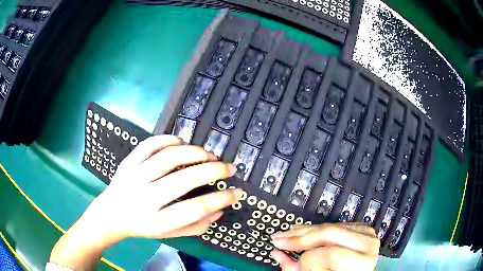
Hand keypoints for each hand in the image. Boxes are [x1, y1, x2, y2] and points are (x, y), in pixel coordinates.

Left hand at [50, 135, 241, 268]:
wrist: (111, 214)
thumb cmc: (142, 227)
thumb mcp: (168, 234)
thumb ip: (195, 226)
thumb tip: (219, 211)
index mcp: (158, 221)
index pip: (196, 209)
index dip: (220, 199)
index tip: (237, 192)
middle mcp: (146, 197)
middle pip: (186, 180)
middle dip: (214, 171)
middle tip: (229, 167)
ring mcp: (135, 176)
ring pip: (169, 157)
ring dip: (195, 152)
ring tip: (208, 154)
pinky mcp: (128, 162)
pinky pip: (149, 144)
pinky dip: (168, 139)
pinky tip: (181, 142)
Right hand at [270, 223, 379, 270]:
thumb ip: (299, 269)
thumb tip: (278, 254)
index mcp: (362, 262)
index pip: (328, 255)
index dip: (306, 261)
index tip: (292, 264)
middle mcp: (367, 244)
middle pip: (328, 233)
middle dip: (299, 238)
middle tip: (278, 240)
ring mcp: (365, 233)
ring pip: (329, 226)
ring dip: (304, 231)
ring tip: (287, 235)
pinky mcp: (361, 228)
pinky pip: (333, 225)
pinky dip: (316, 229)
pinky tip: (303, 232)